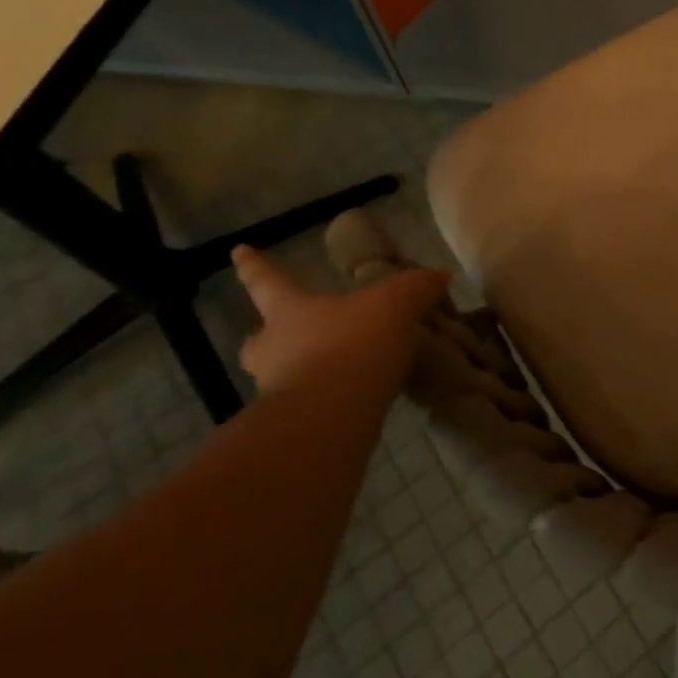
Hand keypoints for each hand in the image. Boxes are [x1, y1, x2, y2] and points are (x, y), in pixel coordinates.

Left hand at [232, 246, 448, 397]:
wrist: (333, 417)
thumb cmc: (353, 344)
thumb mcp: (396, 303)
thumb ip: (417, 286)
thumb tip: (440, 275)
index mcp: (289, 312)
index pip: (266, 281)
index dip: (254, 266)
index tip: (237, 251)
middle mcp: (274, 349)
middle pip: (259, 340)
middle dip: (270, 336)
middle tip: (288, 335)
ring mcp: (280, 391)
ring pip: (281, 376)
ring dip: (302, 371)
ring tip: (339, 370)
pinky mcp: (298, 425)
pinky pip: (311, 405)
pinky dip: (330, 400)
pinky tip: (357, 398)